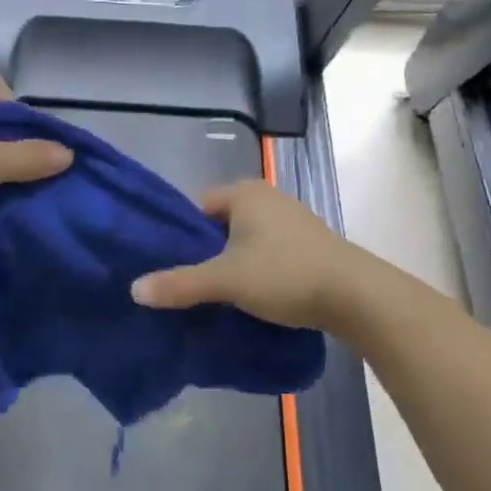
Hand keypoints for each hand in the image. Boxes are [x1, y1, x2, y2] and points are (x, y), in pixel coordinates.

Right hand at [131, 180, 363, 330]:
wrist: (356, 296)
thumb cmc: (285, 274)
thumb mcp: (226, 280)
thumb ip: (180, 284)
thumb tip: (134, 290)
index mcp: (244, 193)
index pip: (195, 209)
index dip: (179, 237)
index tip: (167, 267)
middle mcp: (267, 198)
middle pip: (218, 226)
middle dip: (203, 253)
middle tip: (185, 284)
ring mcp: (290, 220)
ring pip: (243, 241)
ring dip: (229, 264)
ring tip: (213, 295)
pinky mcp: (307, 244)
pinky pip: (265, 253)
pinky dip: (253, 270)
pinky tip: (248, 296)